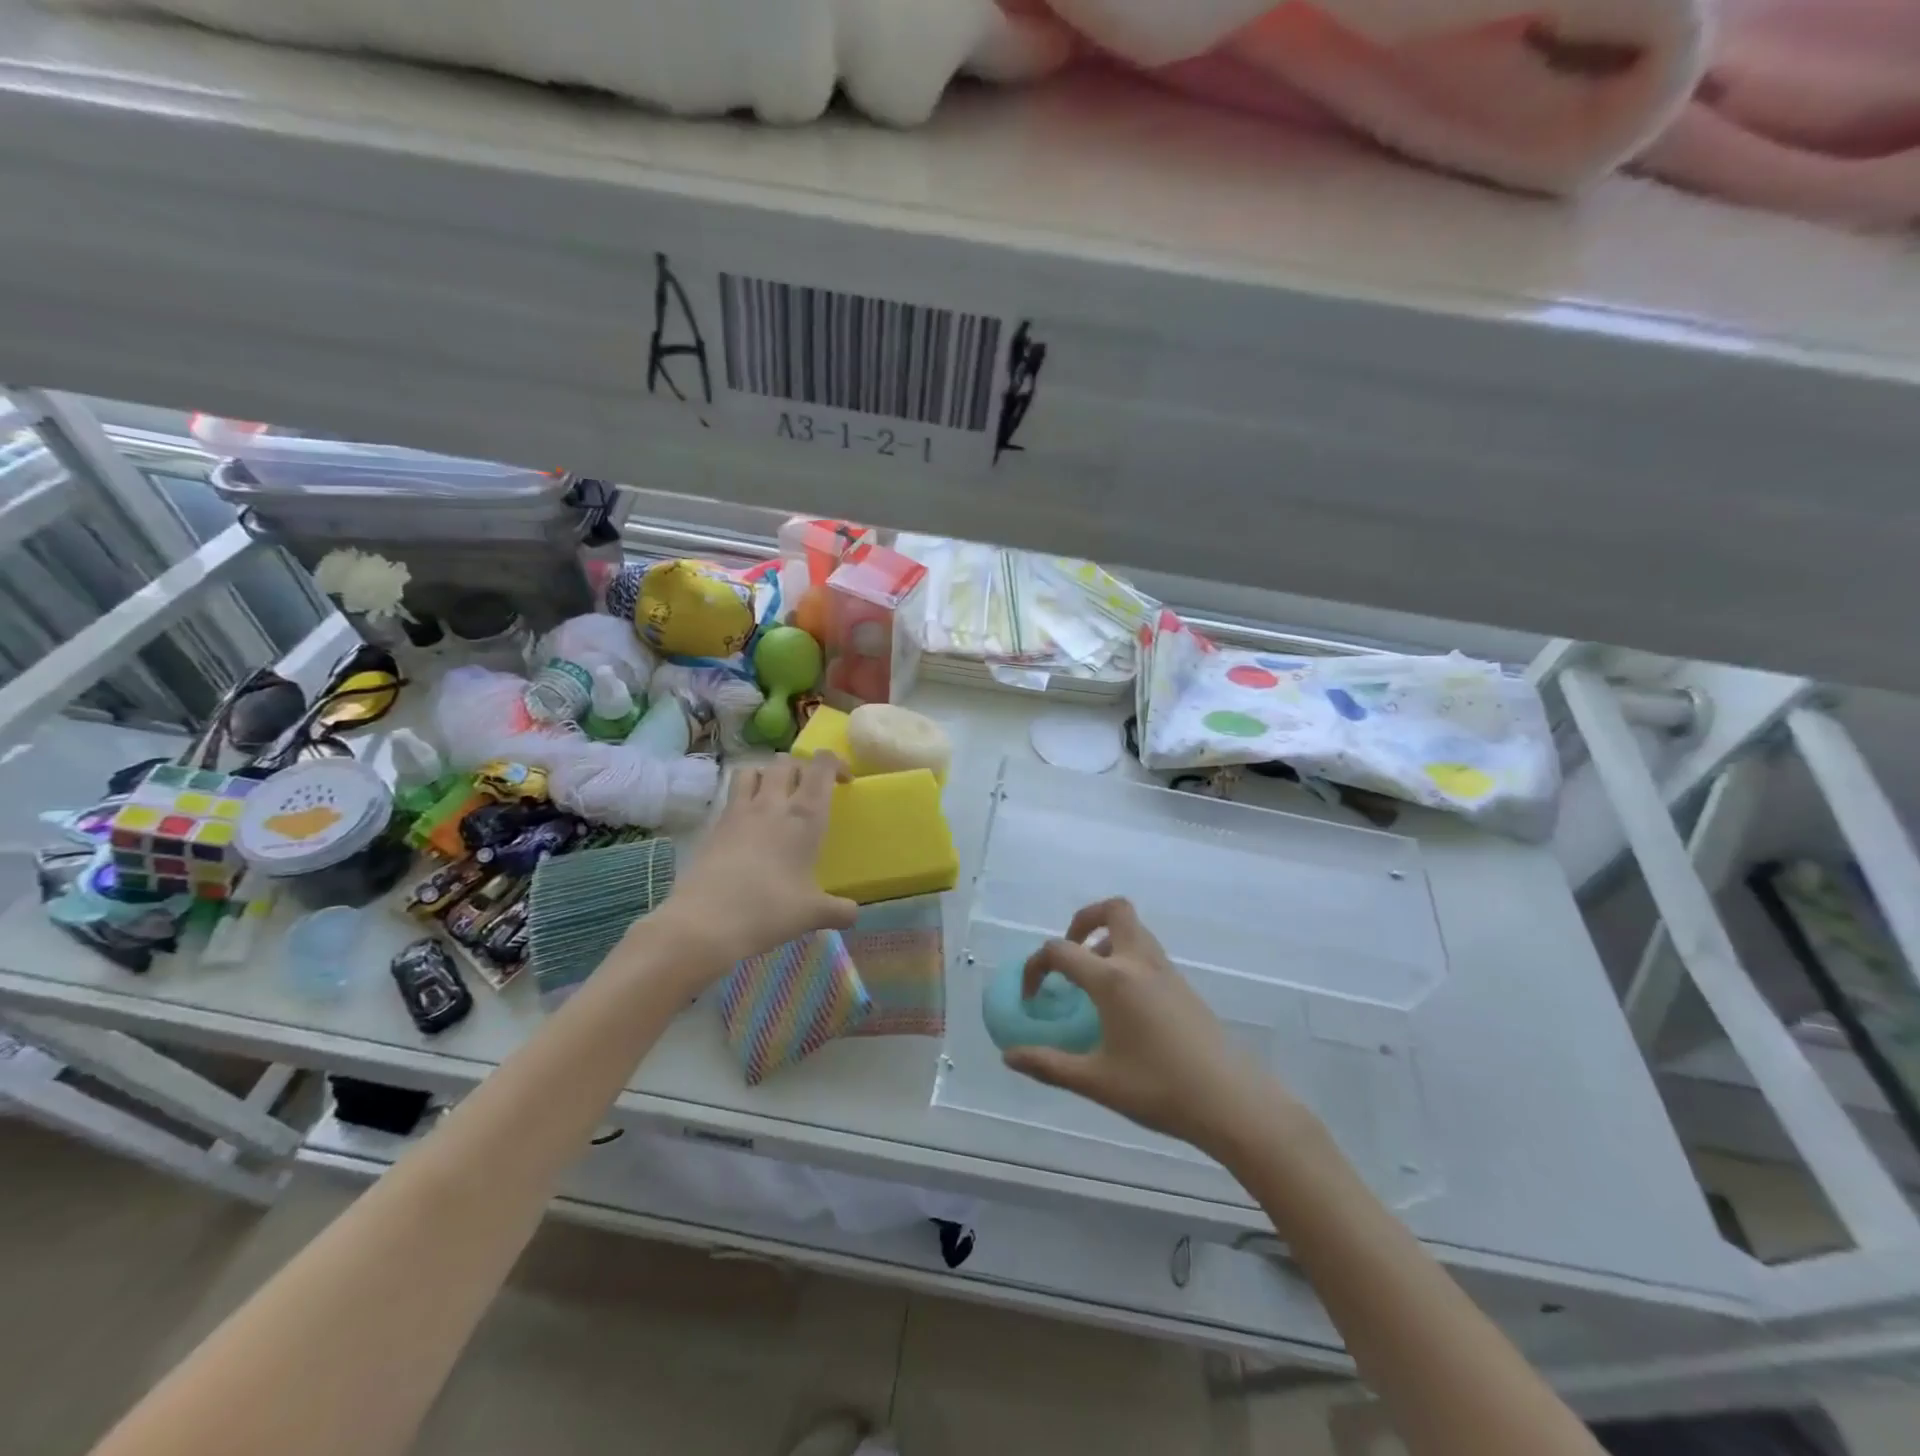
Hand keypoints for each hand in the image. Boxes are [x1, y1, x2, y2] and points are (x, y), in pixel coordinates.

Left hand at [645, 753, 857, 983]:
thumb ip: (838, 911)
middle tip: (811, 790)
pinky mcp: (715, 825)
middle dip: (803, 767)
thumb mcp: (812, 914)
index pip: (821, 766)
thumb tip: (854, 914)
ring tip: (777, 796)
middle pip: (788, 762)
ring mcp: (739, 811)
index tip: (844, 780)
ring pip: (755, 769)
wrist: (705, 922)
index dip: (835, 763)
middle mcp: (773, 804)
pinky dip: (744, 796)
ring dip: (769, 774)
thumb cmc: (768, 910)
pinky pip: (732, 794)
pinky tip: (750, 824)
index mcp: (805, 817)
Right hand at [1003, 898, 1292, 1159]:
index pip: (1061, 950)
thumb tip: (1009, 1056)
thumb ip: (1048, 1065)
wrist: (1232, 1102)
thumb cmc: (1159, 1089)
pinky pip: (1148, 951)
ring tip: (1092, 980)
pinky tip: (1123, 1003)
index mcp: (1113, 979)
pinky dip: (1128, 957)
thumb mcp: (1097, 1081)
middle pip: (1113, 910)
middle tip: (1070, 953)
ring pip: (1135, 929)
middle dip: (1084, 920)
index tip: (1032, 997)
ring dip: (1107, 938)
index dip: (1036, 966)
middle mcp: (1139, 962)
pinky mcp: (1184, 985)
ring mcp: (1167, 971)